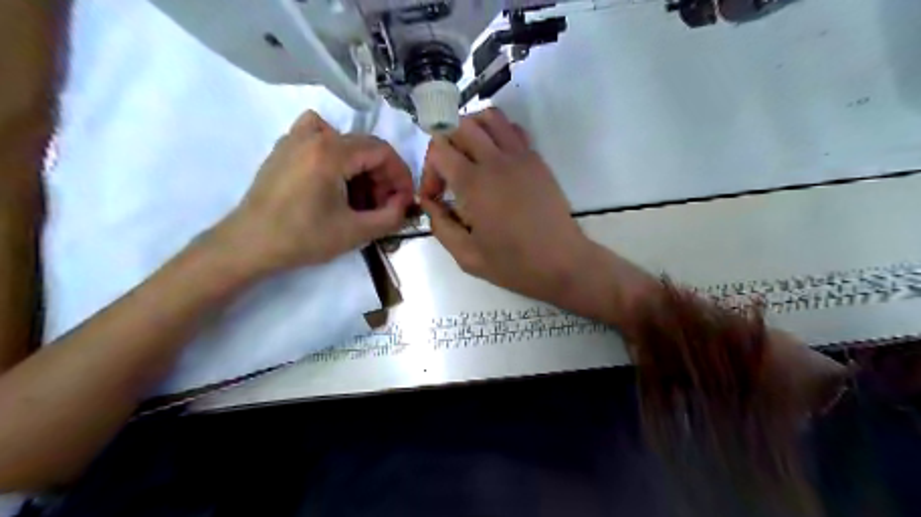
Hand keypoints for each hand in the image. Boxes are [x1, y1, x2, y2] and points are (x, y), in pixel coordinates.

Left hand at [212, 108, 414, 276]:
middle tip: (384, 205)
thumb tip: (404, 204)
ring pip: (345, 142)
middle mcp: (314, 135)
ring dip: (362, 167)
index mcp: (331, 152)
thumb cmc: (303, 238)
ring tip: (360, 197)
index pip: (383, 152)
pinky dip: (335, 151)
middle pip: (365, 147)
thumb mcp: (355, 232)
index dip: (401, 175)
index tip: (404, 200)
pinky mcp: (284, 149)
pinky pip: (318, 136)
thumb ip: (390, 217)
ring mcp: (295, 138)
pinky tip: (333, 176)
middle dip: (383, 176)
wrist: (249, 245)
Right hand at [420, 106, 597, 304]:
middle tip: (448, 175)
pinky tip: (495, 159)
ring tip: (469, 156)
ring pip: (489, 117)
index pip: (439, 150)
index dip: (429, 171)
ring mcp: (520, 156)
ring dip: (471, 129)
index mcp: (474, 184)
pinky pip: (513, 129)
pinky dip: (497, 134)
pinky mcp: (537, 159)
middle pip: (460, 125)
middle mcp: (496, 160)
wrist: (562, 263)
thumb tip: (429, 202)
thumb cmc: (513, 264)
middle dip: (445, 146)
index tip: (435, 197)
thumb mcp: (467, 256)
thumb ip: (440, 226)